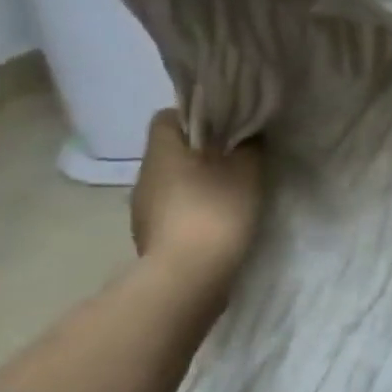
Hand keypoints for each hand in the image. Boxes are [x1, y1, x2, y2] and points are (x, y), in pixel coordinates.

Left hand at [130, 110, 263, 286]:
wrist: (188, 275)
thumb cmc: (216, 211)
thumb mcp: (247, 171)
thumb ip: (248, 146)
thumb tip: (247, 134)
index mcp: (162, 150)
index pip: (168, 116)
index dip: (196, 116)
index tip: (226, 127)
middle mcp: (145, 174)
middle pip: (171, 150)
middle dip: (200, 151)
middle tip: (235, 159)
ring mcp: (142, 207)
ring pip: (171, 181)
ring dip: (195, 182)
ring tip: (228, 193)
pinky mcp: (149, 234)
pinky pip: (172, 209)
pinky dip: (191, 209)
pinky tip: (215, 221)